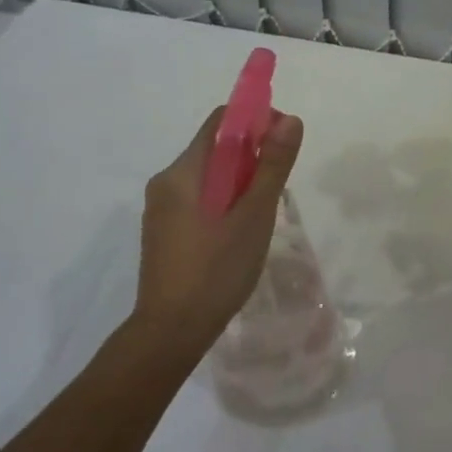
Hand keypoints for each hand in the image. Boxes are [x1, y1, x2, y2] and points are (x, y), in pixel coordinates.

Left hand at [127, 105, 304, 370]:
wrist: (171, 332)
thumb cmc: (216, 270)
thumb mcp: (254, 216)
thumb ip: (272, 166)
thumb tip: (289, 120)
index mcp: (183, 172)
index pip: (221, 122)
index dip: (256, 121)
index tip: (283, 144)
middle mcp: (166, 182)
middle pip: (215, 149)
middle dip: (252, 158)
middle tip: (277, 190)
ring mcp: (161, 208)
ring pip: (210, 177)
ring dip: (240, 183)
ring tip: (261, 217)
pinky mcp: (164, 231)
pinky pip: (200, 200)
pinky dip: (225, 203)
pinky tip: (240, 234)